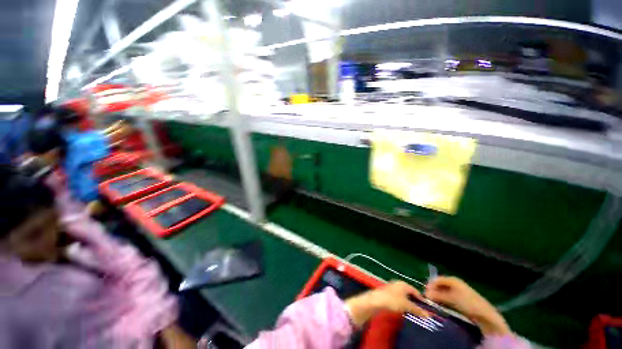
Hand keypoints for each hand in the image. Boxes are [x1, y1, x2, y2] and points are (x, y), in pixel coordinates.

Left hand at [345, 281, 429, 327]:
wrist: (376, 300)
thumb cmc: (392, 300)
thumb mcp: (406, 306)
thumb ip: (417, 310)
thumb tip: (428, 315)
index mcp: (403, 284)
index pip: (416, 291)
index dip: (421, 299)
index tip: (427, 308)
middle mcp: (398, 284)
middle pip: (409, 293)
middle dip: (415, 302)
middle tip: (421, 312)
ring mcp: (392, 288)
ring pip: (404, 296)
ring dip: (408, 303)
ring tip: (413, 312)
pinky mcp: (388, 293)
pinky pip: (398, 298)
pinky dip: (402, 304)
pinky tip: (403, 310)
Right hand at [425, 276, 509, 335]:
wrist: (484, 314)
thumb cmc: (467, 303)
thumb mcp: (450, 298)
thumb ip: (437, 295)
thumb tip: (426, 294)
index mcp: (452, 279)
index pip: (436, 279)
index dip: (429, 285)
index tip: (425, 294)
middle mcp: (454, 283)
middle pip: (439, 285)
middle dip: (433, 291)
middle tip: (429, 299)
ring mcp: (458, 290)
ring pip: (443, 291)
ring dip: (438, 296)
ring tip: (434, 303)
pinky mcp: (460, 298)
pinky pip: (448, 296)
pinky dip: (443, 300)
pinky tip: (442, 305)